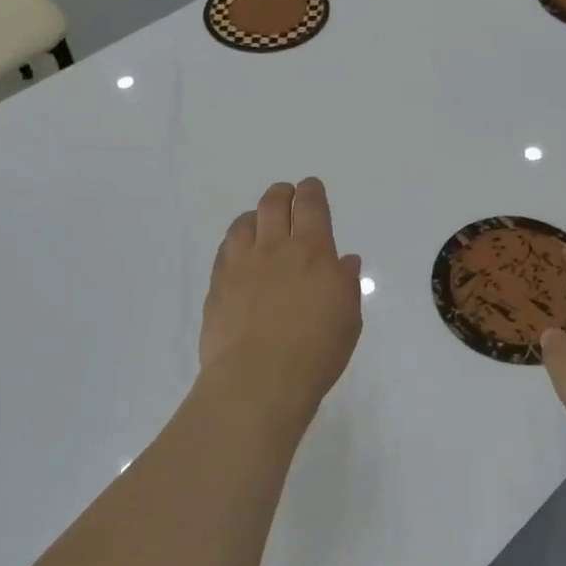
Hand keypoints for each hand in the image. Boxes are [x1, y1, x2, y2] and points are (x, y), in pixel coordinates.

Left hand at [199, 179, 363, 422]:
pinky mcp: (218, 285)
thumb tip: (344, 260)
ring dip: (254, 214)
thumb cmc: (316, 351)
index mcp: (313, 252)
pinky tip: (238, 250)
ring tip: (258, 219)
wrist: (259, 379)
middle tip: (285, 194)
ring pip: (244, 223)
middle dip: (281, 194)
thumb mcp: (348, 318)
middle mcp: (275, 249)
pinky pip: (224, 250)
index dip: (311, 191)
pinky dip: (235, 241)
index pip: (311, 207)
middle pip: (273, 205)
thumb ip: (346, 283)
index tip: (310, 187)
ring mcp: (241, 265)